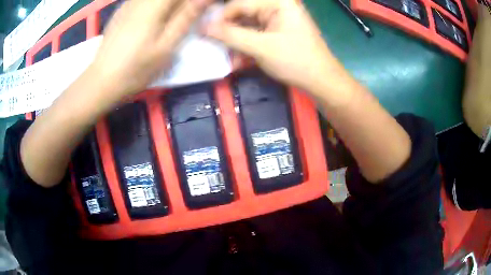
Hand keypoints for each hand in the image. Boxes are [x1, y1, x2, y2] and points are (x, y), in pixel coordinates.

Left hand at [90, 0, 209, 99]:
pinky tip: (153, 19)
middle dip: (179, 4)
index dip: (189, 2)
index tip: (196, 10)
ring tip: (170, 20)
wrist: (102, 81)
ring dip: (168, 6)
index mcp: (153, 5)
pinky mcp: (121, 10)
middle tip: (183, 18)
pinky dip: (155, 5)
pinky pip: (143, 0)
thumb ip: (185, 18)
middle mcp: (140, 0)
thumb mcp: (166, 47)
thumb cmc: (136, 68)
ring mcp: (128, 3)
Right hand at [203, 0, 340, 94]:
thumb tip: (203, 28)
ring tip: (230, 58)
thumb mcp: (260, 47)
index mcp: (278, 2)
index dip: (221, 20)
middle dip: (230, 33)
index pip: (239, 4)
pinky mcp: (278, 31)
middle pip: (243, 14)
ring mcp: (279, 19)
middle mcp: (278, 6)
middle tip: (217, 47)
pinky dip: (247, 46)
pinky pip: (256, 34)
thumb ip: (230, 35)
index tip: (206, 35)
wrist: (322, 81)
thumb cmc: (296, 61)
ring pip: (247, 26)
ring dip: (237, 43)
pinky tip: (241, 60)